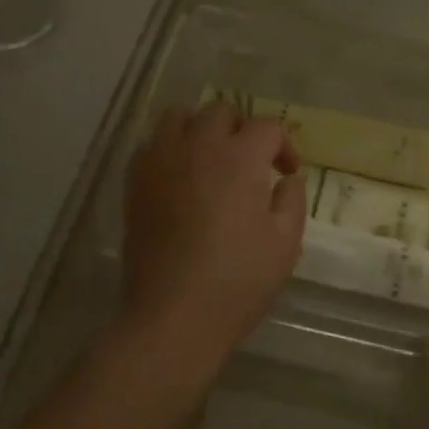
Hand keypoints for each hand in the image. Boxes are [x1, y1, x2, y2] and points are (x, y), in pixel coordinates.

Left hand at [121, 103, 306, 364]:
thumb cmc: (238, 281)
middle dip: (242, 129)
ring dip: (200, 130)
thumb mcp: (285, 243)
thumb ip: (292, 200)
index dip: (283, 146)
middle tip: (250, 162)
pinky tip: (180, 177)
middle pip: (221, 112)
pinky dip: (169, 149)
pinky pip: (151, 145)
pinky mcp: (136, 183)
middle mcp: (199, 147)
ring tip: (210, 159)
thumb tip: (287, 179)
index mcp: (240, 158)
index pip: (267, 127)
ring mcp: (162, 162)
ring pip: (180, 118)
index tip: (287, 173)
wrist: (173, 317)